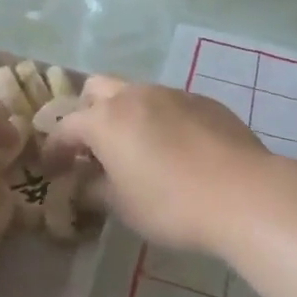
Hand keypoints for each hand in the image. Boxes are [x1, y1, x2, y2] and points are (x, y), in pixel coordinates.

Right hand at [49, 76, 268, 254]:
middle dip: (87, 113)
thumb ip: (95, 190)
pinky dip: (160, 120)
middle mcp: (135, 95)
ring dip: (125, 115)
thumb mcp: (123, 207)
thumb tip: (83, 184)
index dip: (54, 149)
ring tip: (136, 149)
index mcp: (106, 119)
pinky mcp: (204, 101)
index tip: (52, 170)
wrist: (243, 192)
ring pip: (136, 93)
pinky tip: (176, 150)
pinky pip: (169, 104)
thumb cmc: (172, 204)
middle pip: (97, 89)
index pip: (66, 126)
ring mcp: (172, 93)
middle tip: (92, 147)